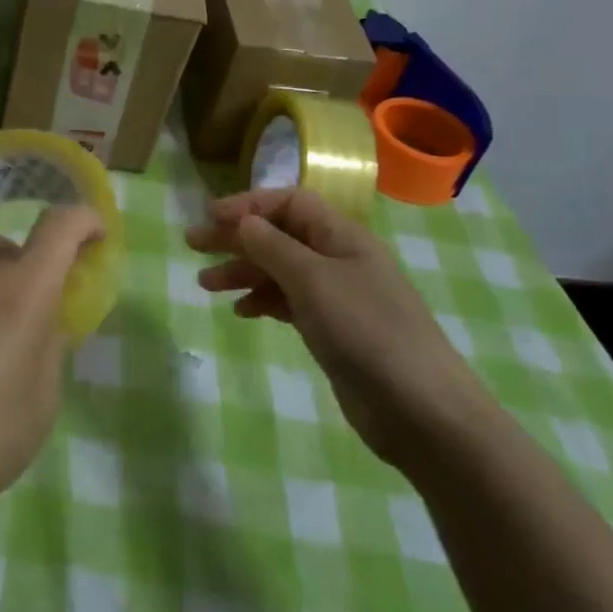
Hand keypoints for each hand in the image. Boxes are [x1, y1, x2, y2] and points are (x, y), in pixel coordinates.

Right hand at [187, 188, 493, 467]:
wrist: (420, 409)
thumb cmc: (365, 330)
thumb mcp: (312, 280)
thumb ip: (272, 246)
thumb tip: (242, 220)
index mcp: (341, 236)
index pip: (289, 202)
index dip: (248, 204)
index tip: (209, 217)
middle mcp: (338, 258)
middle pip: (279, 234)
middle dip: (236, 237)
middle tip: (192, 244)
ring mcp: (336, 296)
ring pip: (279, 270)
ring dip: (242, 271)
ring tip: (204, 284)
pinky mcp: (332, 329)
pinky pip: (288, 302)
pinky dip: (262, 301)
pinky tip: (241, 312)